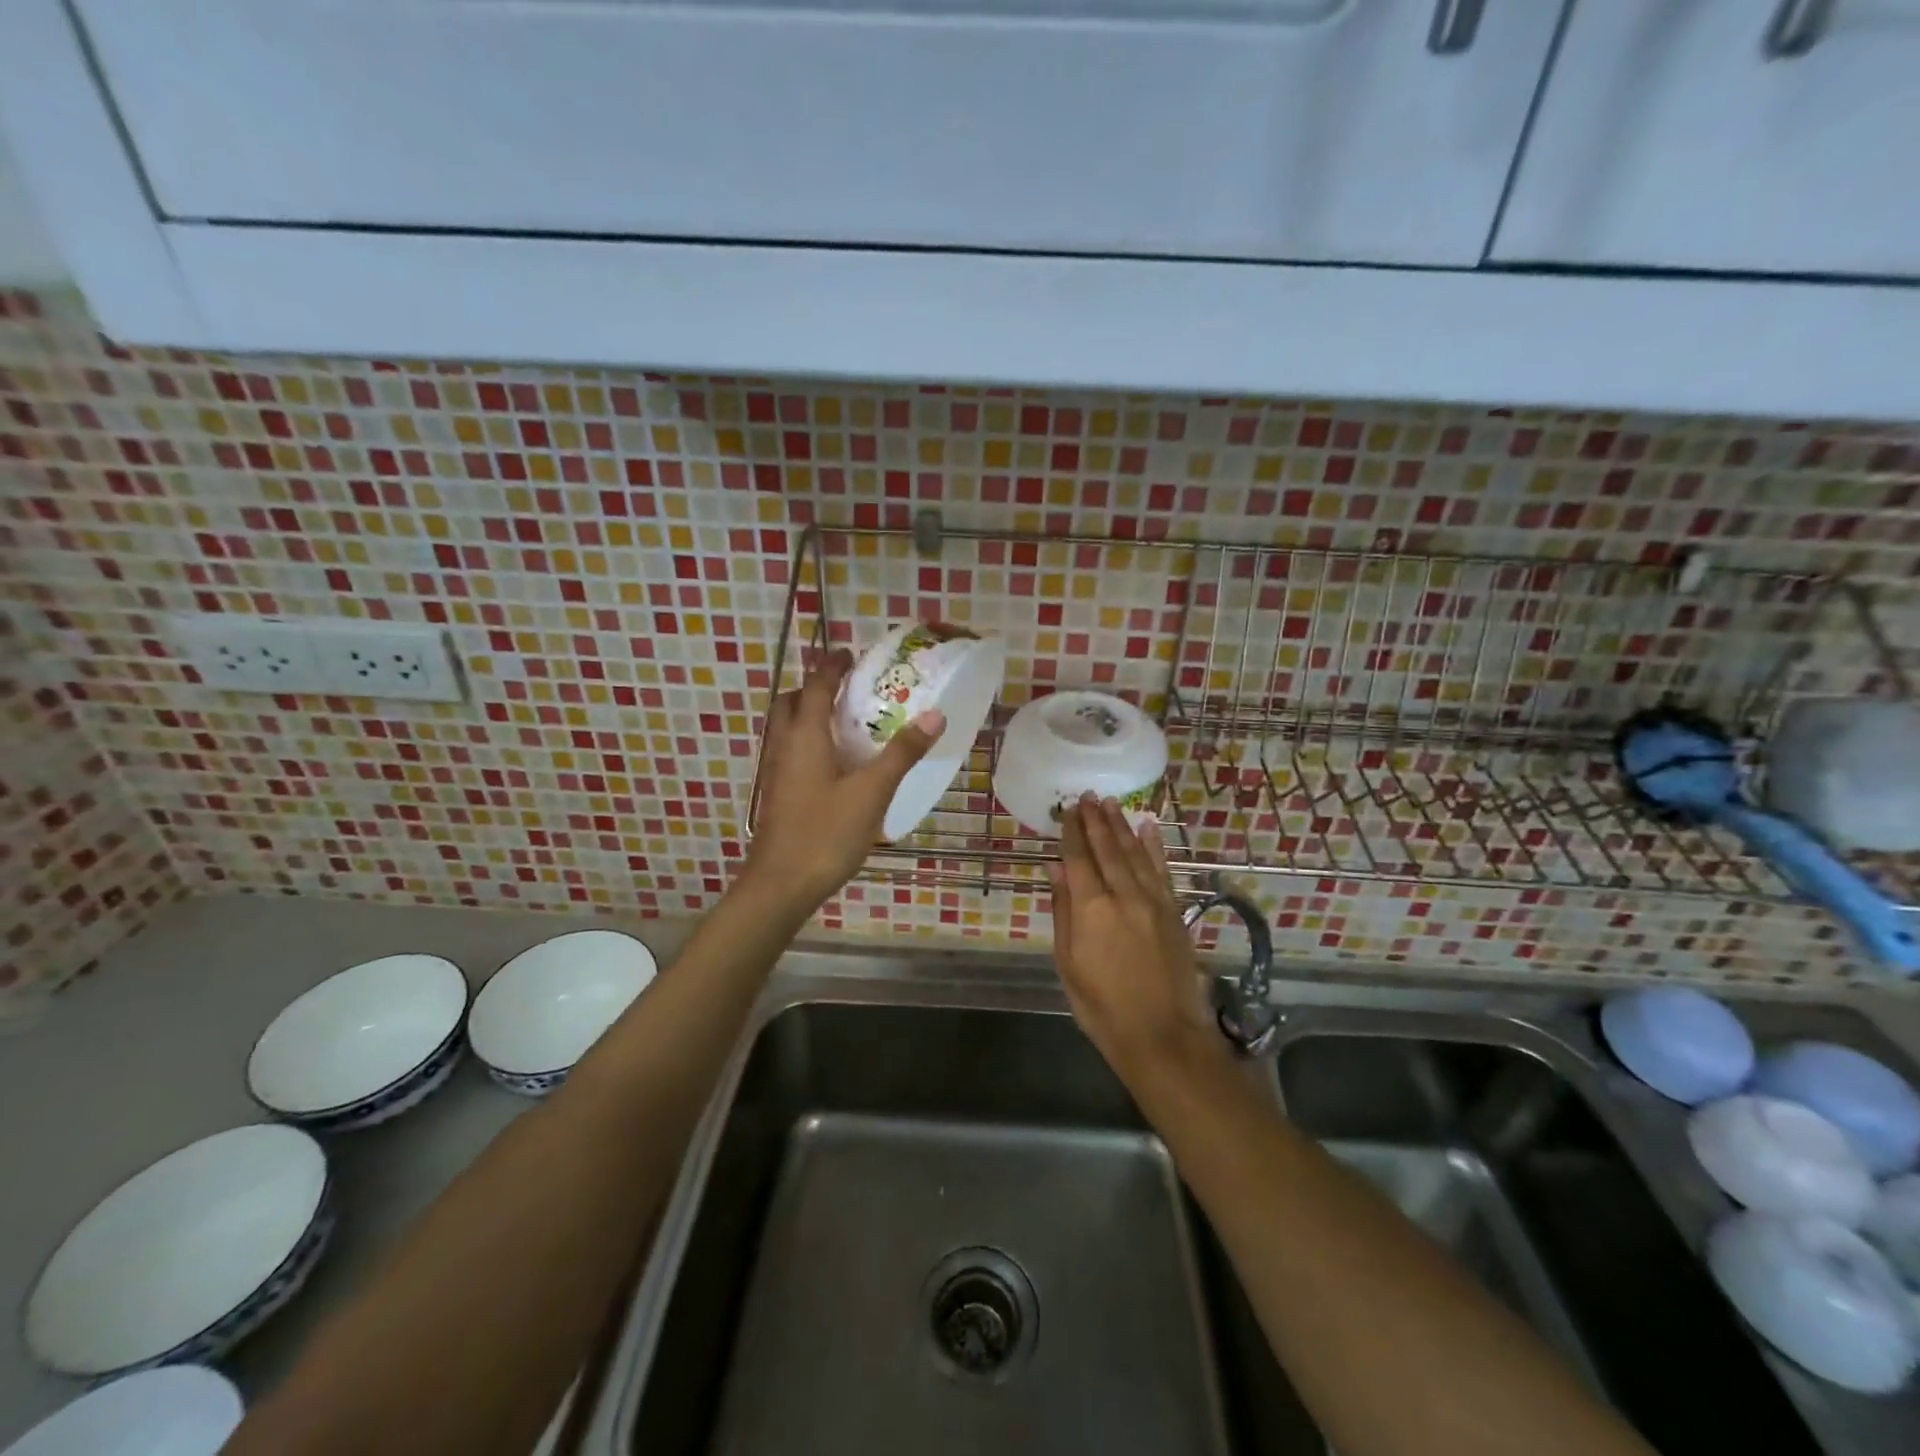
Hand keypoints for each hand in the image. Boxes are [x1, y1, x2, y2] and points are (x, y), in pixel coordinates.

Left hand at [745, 648, 944, 911]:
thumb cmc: (826, 832)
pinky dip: (809, 741)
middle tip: (847, 688)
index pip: (816, 686)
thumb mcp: (872, 791)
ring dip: (810, 714)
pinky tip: (836, 764)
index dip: (832, 666)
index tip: (850, 653)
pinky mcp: (778, 795)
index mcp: (804, 736)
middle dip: (815, 687)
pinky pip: (791, 751)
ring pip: (788, 728)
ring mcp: (777, 772)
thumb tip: (934, 714)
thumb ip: (902, 752)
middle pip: (792, 703)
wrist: (781, 885)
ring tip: (846, 722)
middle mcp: (784, 746)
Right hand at [1049, 796, 1227, 1087]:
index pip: (1079, 858)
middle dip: (1095, 820)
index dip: (1072, 832)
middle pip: (1108, 848)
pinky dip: (1154, 845)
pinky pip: (1162, 869)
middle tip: (1086, 796)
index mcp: (1092, 908)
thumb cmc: (1102, 1006)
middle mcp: (1124, 895)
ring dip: (1121, 825)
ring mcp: (1153, 900)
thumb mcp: (1068, 963)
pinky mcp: (1174, 910)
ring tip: (1110, 802)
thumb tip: (1055, 868)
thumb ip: (1063, 911)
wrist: (1162, 1036)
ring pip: (1135, 852)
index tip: (1067, 809)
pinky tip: (1148, 827)